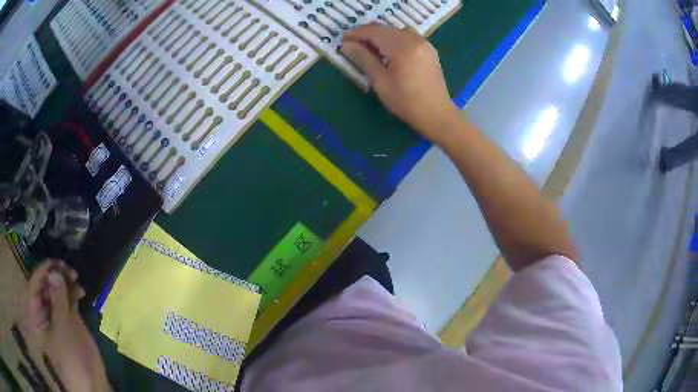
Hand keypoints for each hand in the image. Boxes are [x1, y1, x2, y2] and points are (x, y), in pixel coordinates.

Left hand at [23, 260, 108, 391]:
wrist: (91, 382)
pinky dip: (73, 291)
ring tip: (75, 276)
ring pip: (57, 289)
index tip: (53, 263)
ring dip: (65, 280)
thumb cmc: (71, 359)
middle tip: (67, 268)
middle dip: (55, 274)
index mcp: (37, 314)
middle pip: (45, 284)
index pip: (35, 286)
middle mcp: (44, 310)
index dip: (42, 272)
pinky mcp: (69, 318)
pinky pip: (68, 298)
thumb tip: (54, 272)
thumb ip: (57, 302)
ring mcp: (57, 314)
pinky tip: (80, 290)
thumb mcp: (63, 331)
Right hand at [342, 24, 460, 143]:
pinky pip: (407, 36)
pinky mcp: (428, 49)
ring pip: (396, 31)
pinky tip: (388, 52)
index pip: (374, 31)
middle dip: (367, 34)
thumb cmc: (406, 101)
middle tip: (353, 45)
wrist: (436, 114)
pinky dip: (394, 39)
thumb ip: (363, 59)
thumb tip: (346, 44)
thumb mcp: (380, 81)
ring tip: (370, 50)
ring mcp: (424, 43)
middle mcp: (414, 39)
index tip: (343, 40)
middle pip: (385, 28)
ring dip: (380, 36)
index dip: (356, 33)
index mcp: (402, 46)